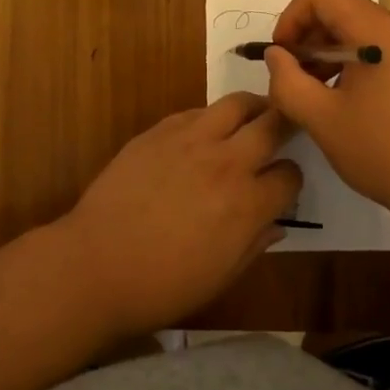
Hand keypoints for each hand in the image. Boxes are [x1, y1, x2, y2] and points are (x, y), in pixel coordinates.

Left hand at [58, 93, 302, 338]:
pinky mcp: (160, 130)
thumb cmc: (162, 285)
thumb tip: (276, 224)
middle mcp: (226, 162)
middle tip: (286, 129)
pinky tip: (205, 132)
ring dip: (252, 107)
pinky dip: (210, 117)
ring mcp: (191, 139)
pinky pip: (196, 111)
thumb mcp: (221, 277)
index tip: (284, 186)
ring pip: (236, 103)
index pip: (290, 176)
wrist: (97, 263)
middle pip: (273, 124)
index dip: (291, 181)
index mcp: (247, 204)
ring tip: (253, 116)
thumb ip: (254, 244)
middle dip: (286, 125)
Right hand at [262, 0, 389, 220]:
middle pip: (342, 11)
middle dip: (309, 41)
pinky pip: (383, 49)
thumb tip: (276, 56)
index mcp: (379, 29)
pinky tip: (352, 106)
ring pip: (362, 33)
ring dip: (331, 56)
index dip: (291, 18)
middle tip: (294, 83)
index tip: (280, 57)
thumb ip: (288, 82)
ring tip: (319, 98)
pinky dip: (357, 65)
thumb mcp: (324, 121)